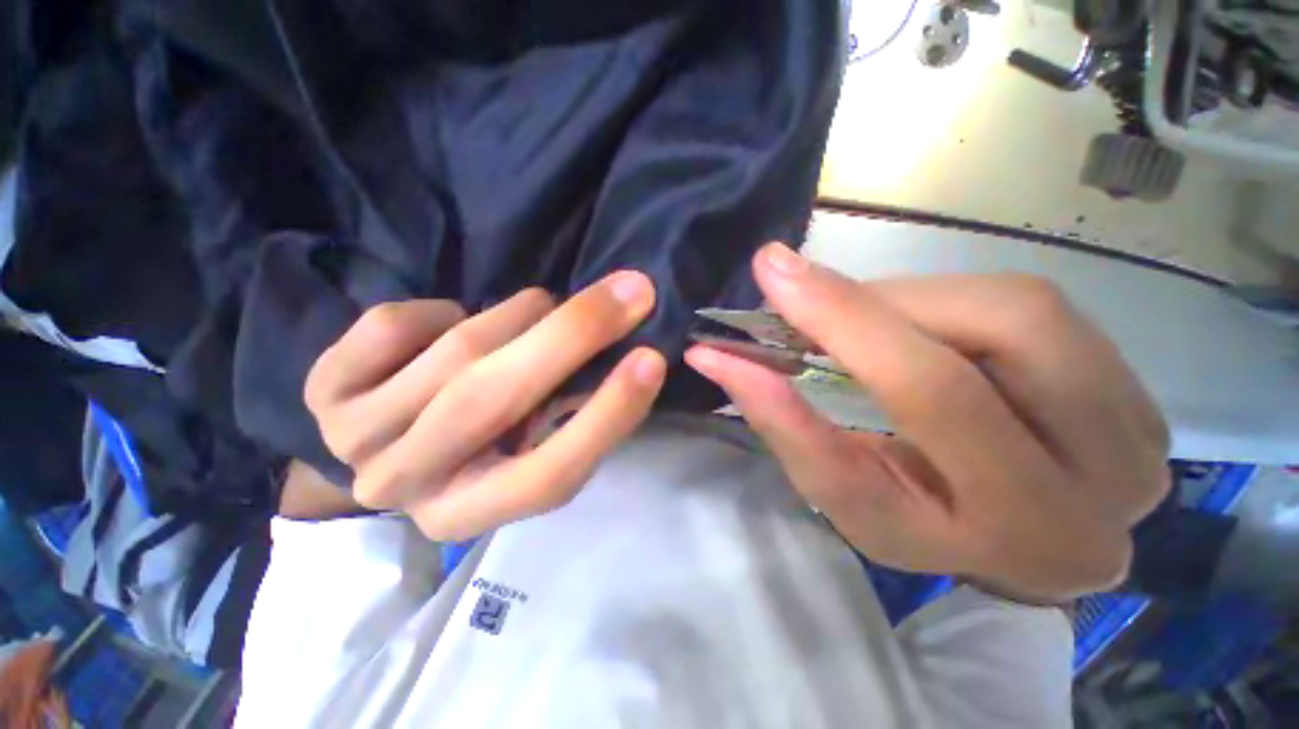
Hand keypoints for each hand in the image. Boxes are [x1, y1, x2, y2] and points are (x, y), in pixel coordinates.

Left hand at [304, 271, 665, 540]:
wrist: (387, 441)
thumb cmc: (480, 443)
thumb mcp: (533, 443)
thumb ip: (572, 414)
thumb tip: (620, 353)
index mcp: (474, 511)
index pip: (551, 475)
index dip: (608, 414)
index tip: (652, 359)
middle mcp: (410, 486)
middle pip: (494, 399)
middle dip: (575, 333)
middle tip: (632, 290)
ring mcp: (355, 439)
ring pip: (456, 350)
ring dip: (519, 315)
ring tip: (539, 310)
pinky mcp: (324, 391)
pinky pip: (397, 325)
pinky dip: (442, 310)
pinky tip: (451, 324)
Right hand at [686, 243, 1169, 601]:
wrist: (1006, 539)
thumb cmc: (911, 523)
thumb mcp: (838, 490)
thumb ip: (782, 421)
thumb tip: (718, 355)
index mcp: (1013, 529)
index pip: (927, 398)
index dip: (842, 323)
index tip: (772, 273)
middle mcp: (1103, 485)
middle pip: (992, 336)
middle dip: (870, 306)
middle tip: (802, 293)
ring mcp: (1139, 435)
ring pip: (1022, 309)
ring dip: (911, 304)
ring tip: (862, 324)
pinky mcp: (1140, 396)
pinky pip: (1041, 310)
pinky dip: (954, 305)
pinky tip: (920, 332)